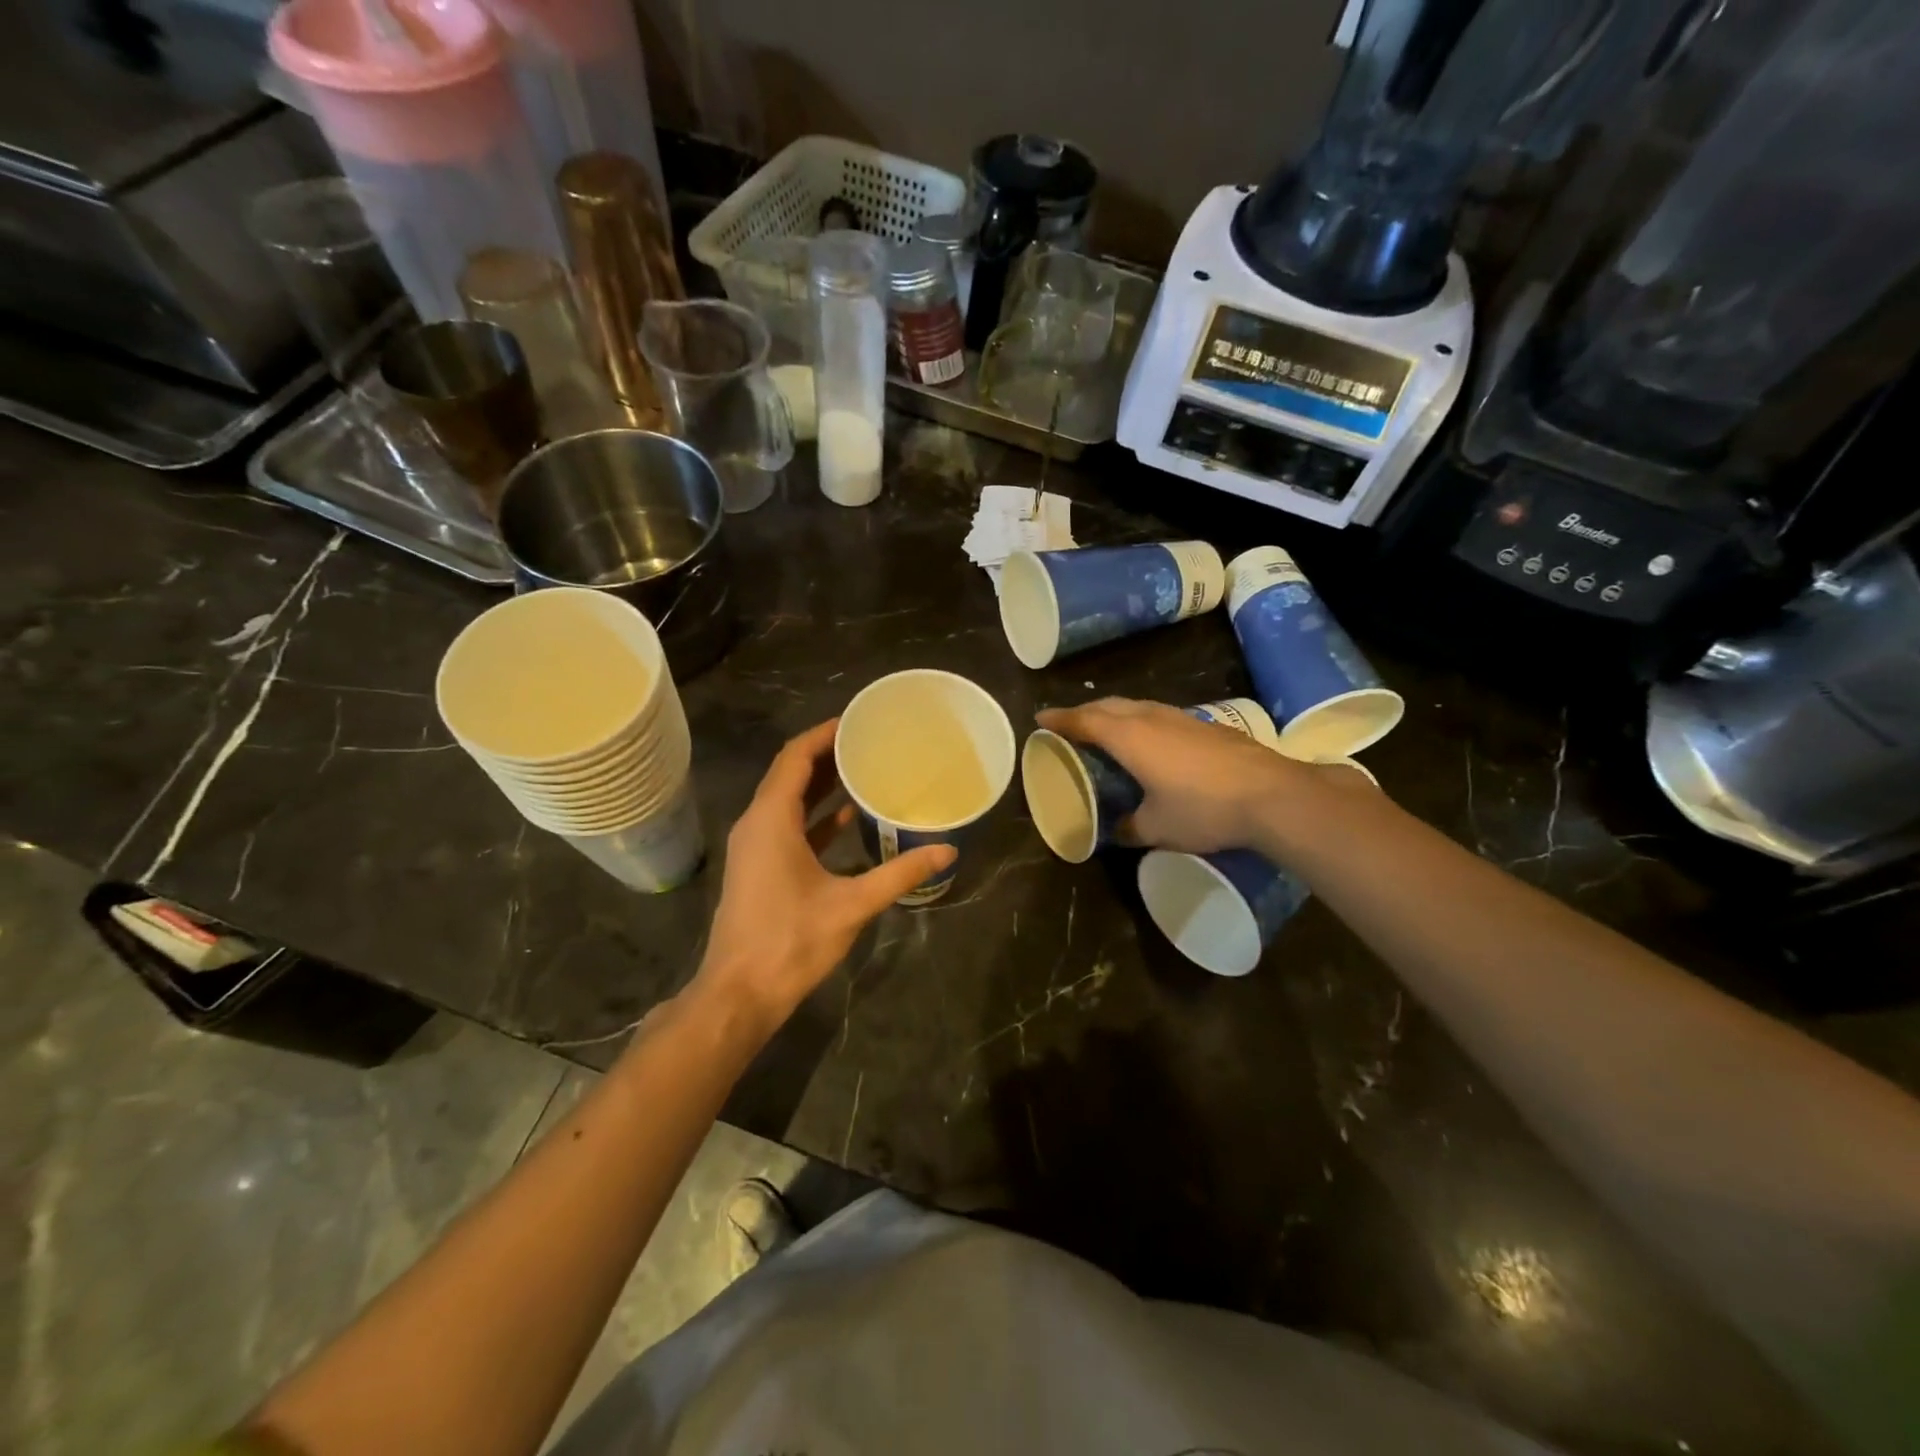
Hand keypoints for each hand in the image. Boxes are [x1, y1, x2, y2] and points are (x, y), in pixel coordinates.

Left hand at [691, 720, 954, 1036]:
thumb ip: (900, 874)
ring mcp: (755, 846)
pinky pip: (787, 825)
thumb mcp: (851, 905)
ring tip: (863, 768)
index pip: (795, 757)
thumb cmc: (790, 941)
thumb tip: (947, 850)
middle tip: (869, 740)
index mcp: (772, 819)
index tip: (858, 720)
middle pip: (790, 773)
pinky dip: (815, 815)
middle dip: (826, 753)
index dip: (824, 733)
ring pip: (787, 799)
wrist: (739, 993)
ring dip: (821, 783)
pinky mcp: (759, 866)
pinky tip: (848, 817)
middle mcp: (757, 823)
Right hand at [1037, 697, 1369, 854]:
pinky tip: (1151, 740)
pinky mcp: (1207, 725)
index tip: (1041, 719)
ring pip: (1138, 706)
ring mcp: (1183, 718)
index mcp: (1129, 737)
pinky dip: (1142, 721)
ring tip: (1106, 728)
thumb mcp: (1156, 828)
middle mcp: (1152, 718)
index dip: (1060, 719)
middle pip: (1109, 706)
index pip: (1084, 720)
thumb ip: (1129, 826)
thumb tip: (1116, 830)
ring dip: (1116, 713)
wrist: (1271, 795)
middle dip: (1085, 712)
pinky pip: (1160, 715)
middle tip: (1070, 725)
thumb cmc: (1203, 810)